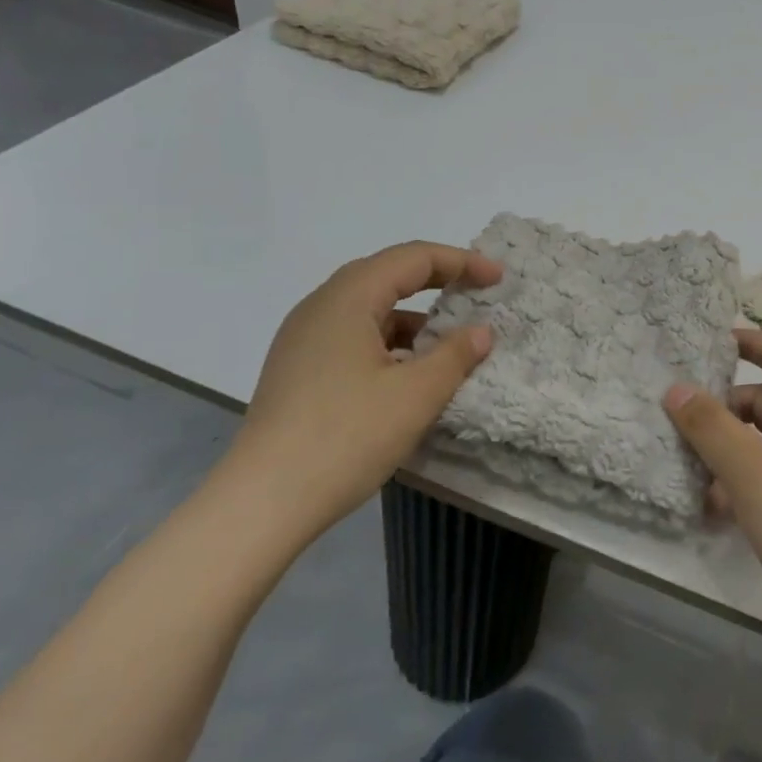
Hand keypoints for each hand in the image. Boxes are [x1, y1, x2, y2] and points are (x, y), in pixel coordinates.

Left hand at [214, 242, 501, 538]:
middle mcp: (319, 308)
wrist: (264, 502)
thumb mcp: (416, 395)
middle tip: (476, 294)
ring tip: (448, 344)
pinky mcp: (298, 370)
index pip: (411, 259)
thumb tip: (481, 331)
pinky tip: (407, 374)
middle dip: (436, 281)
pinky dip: (389, 342)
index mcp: (346, 300)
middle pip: (386, 275)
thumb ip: (456, 355)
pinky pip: (352, 337)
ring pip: (368, 310)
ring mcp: (302, 340)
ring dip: (412, 317)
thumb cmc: (347, 437)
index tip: (497, 279)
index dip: (460, 262)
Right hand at [665, 329, 761, 653]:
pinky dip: (746, 486)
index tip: (712, 343)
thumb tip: (675, 388)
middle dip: (727, 410)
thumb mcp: (750, 471)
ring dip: (731, 453)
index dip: (752, 343)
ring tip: (692, 474)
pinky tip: (717, 513)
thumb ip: (710, 426)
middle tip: (684, 421)